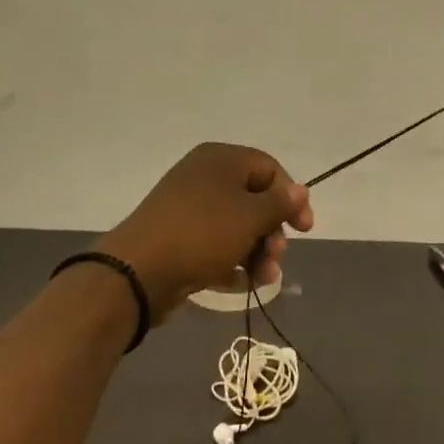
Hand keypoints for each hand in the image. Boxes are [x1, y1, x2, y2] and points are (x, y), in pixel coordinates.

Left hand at [98, 144, 314, 319]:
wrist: (138, 272)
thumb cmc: (203, 233)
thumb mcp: (250, 216)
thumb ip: (280, 203)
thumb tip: (300, 190)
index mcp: (221, 160)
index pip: (270, 169)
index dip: (292, 198)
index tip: (304, 230)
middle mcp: (204, 177)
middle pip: (254, 199)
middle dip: (272, 231)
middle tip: (276, 256)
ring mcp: (189, 208)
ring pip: (237, 226)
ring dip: (258, 251)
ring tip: (264, 278)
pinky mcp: (179, 237)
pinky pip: (216, 244)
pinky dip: (234, 261)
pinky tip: (245, 283)